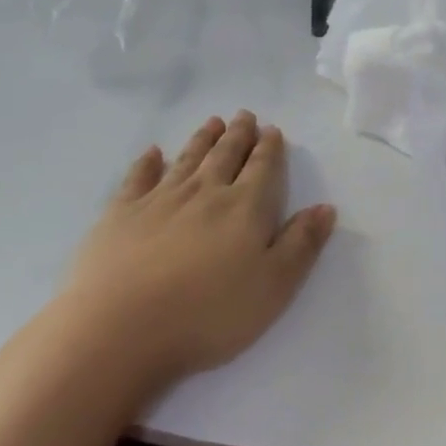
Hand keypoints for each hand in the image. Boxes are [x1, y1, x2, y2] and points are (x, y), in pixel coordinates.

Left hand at [50, 111, 336, 390]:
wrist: (121, 329)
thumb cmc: (208, 314)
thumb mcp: (274, 287)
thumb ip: (301, 244)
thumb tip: (325, 207)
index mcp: (244, 208)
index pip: (262, 168)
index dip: (269, 148)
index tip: (272, 130)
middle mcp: (204, 193)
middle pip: (225, 155)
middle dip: (238, 135)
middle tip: (244, 116)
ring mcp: (158, 200)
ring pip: (187, 160)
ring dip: (202, 139)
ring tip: (213, 122)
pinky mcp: (120, 214)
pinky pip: (138, 178)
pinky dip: (147, 162)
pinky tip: (153, 153)